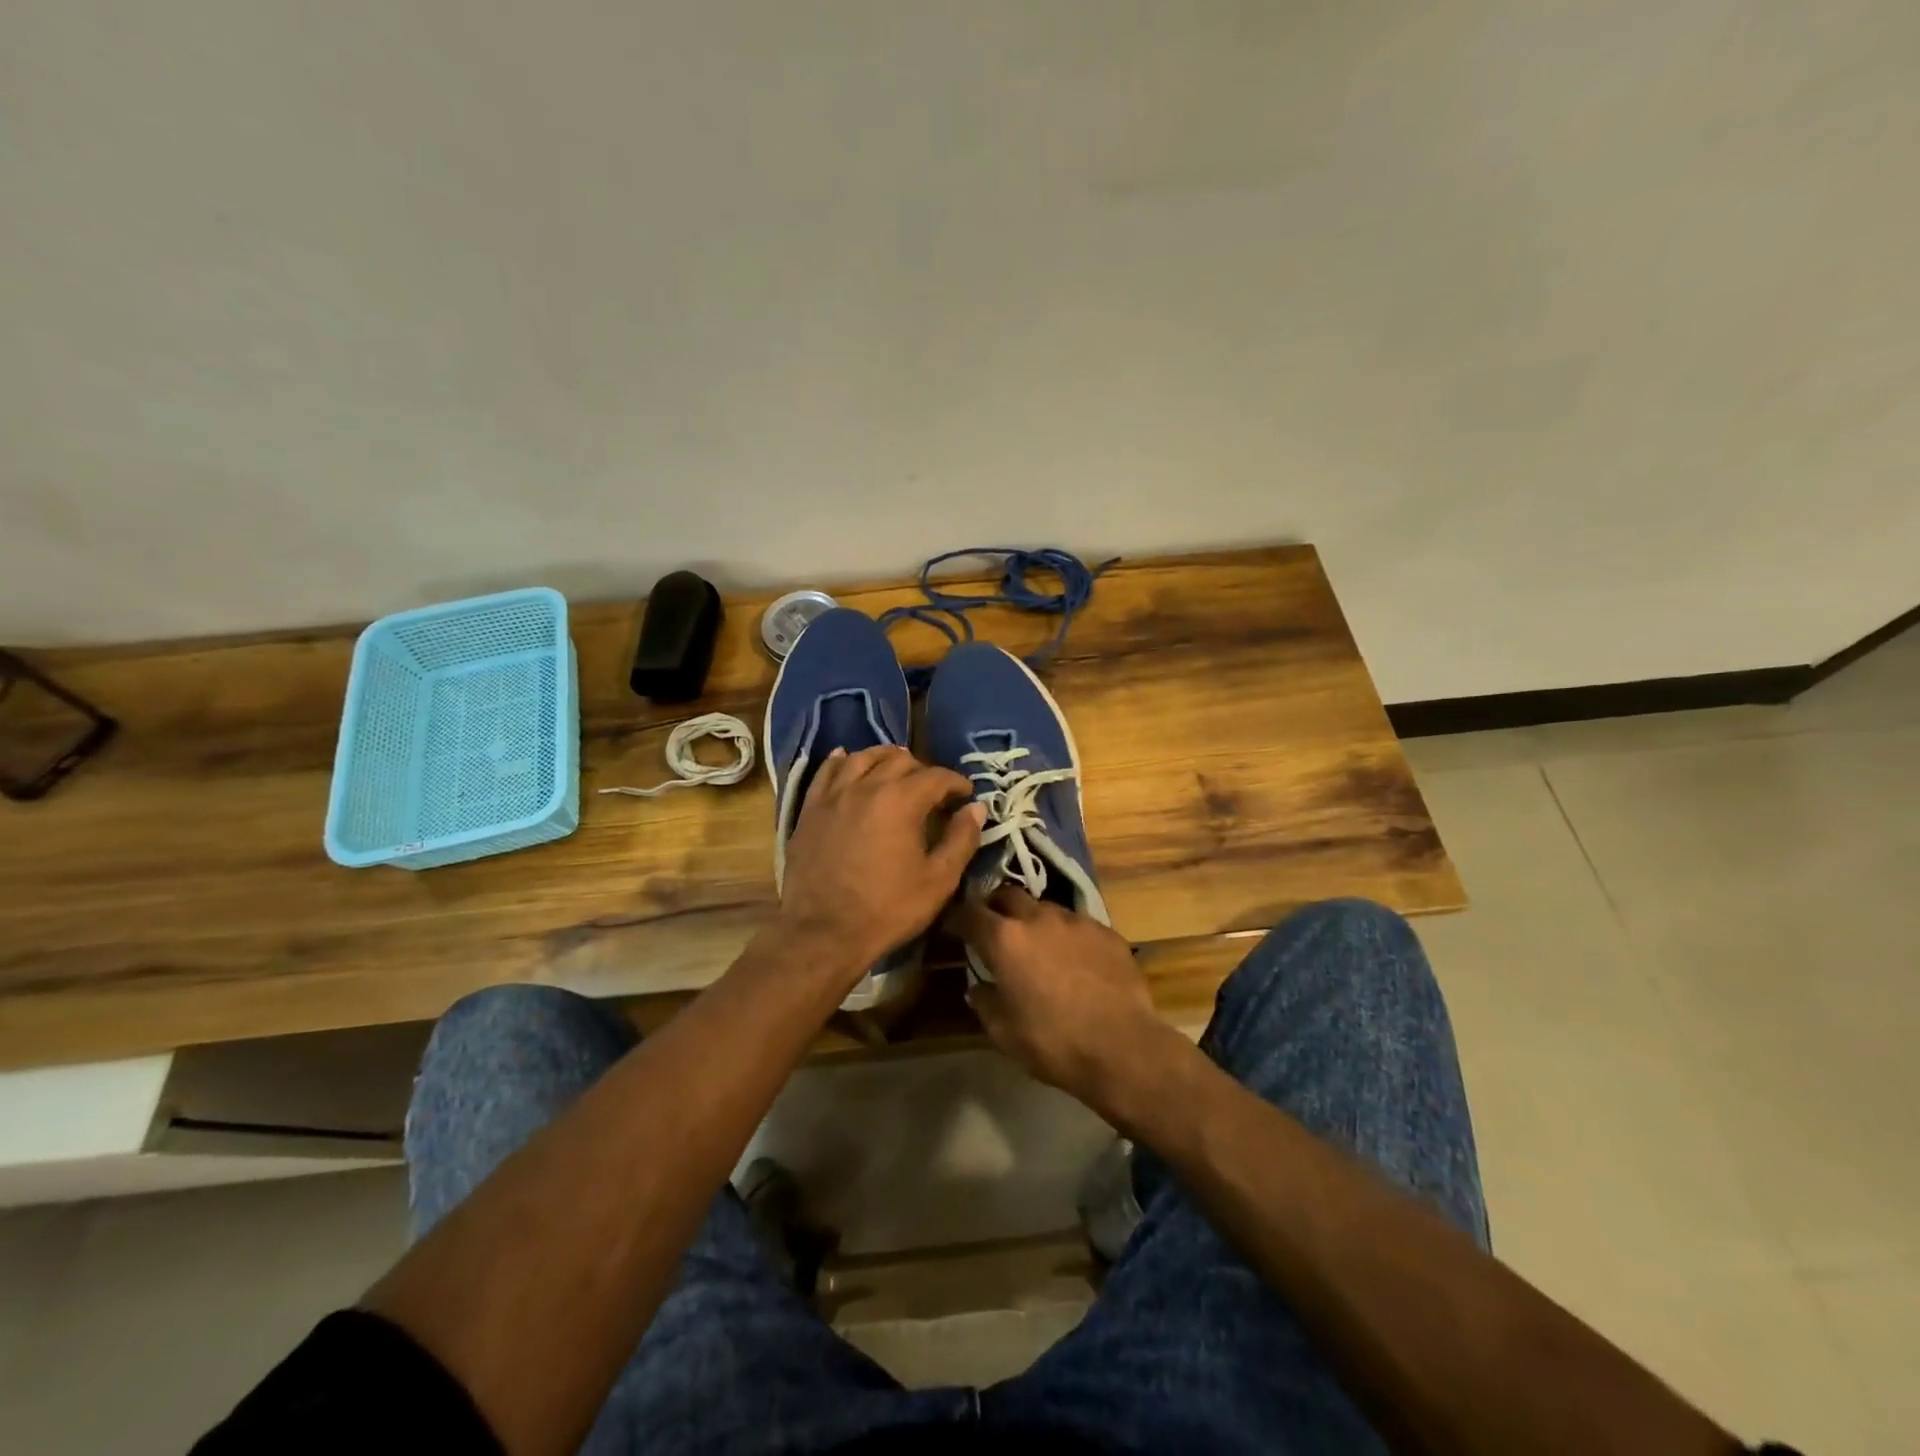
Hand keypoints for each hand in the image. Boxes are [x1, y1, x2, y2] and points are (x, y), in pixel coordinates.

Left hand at [778, 746, 983, 982]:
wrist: (822, 933)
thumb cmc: (887, 909)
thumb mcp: (938, 880)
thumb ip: (961, 839)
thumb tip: (976, 808)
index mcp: (901, 800)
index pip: (936, 776)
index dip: (956, 782)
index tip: (966, 795)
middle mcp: (866, 786)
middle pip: (899, 760)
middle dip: (923, 769)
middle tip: (934, 790)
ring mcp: (834, 795)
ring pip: (862, 757)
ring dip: (884, 758)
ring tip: (896, 768)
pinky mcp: (810, 809)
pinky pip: (826, 771)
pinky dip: (841, 761)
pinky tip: (848, 760)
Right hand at [949, 887, 1177, 1115]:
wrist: (1123, 1047)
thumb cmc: (1053, 1042)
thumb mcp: (1003, 1032)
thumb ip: (985, 1002)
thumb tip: (978, 987)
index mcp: (1005, 939)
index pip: (970, 912)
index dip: (958, 917)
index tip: (954, 926)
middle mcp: (1038, 918)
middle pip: (1008, 895)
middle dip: (997, 907)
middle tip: (996, 928)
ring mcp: (1076, 921)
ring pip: (1046, 908)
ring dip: (1035, 921)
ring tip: (1040, 947)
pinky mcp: (1107, 931)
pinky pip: (1079, 926)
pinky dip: (1069, 937)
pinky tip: (1077, 962)